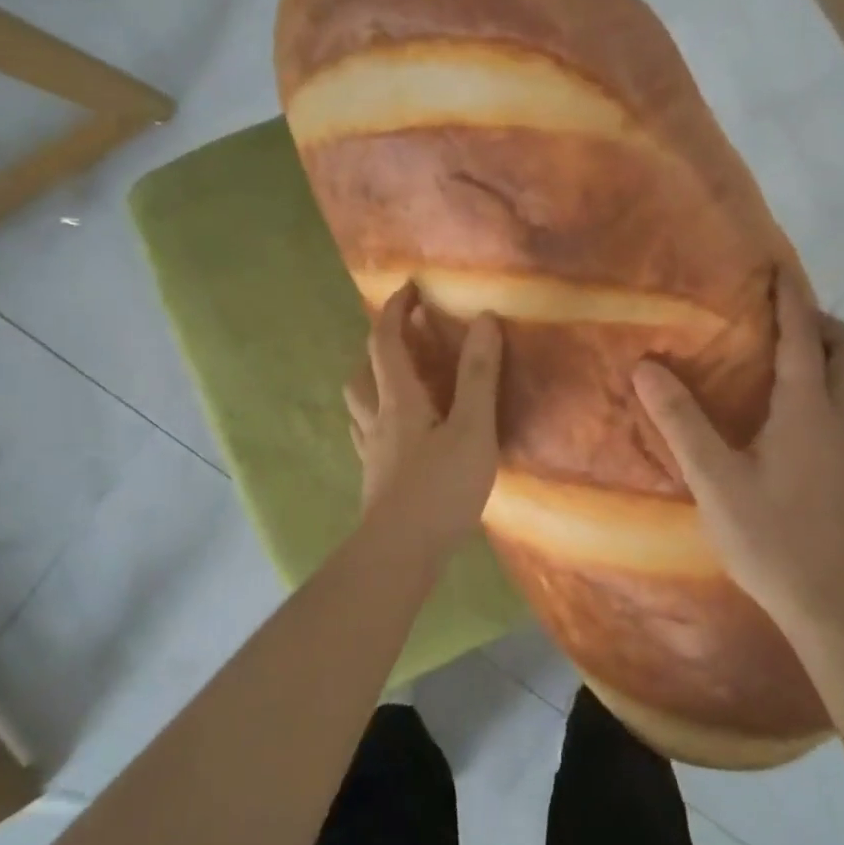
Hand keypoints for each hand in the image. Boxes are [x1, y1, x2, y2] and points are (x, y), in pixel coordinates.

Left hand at [344, 282, 502, 546]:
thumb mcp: (471, 429)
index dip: (395, 311)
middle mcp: (378, 421)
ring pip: (360, 407)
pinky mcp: (377, 481)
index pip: (386, 343)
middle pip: (362, 374)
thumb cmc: (439, 489)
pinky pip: (371, 436)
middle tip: (406, 339)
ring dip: (374, 383)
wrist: (399, 555)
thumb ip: (478, 376)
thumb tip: (482, 319)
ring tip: (402, 382)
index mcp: (399, 401)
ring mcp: (373, 454)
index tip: (409, 289)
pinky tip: (401, 436)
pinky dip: (381, 421)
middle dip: (379, 348)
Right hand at [633, 270, 843, 628]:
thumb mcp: (715, 481)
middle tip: (787, 324)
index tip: (779, 270)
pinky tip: (820, 416)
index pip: (803, 337)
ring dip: (842, 356)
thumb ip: (682, 422)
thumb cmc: (773, 539)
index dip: (791, 300)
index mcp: (809, 409)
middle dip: (824, 325)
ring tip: (806, 360)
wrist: (838, 605)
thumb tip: (648, 368)